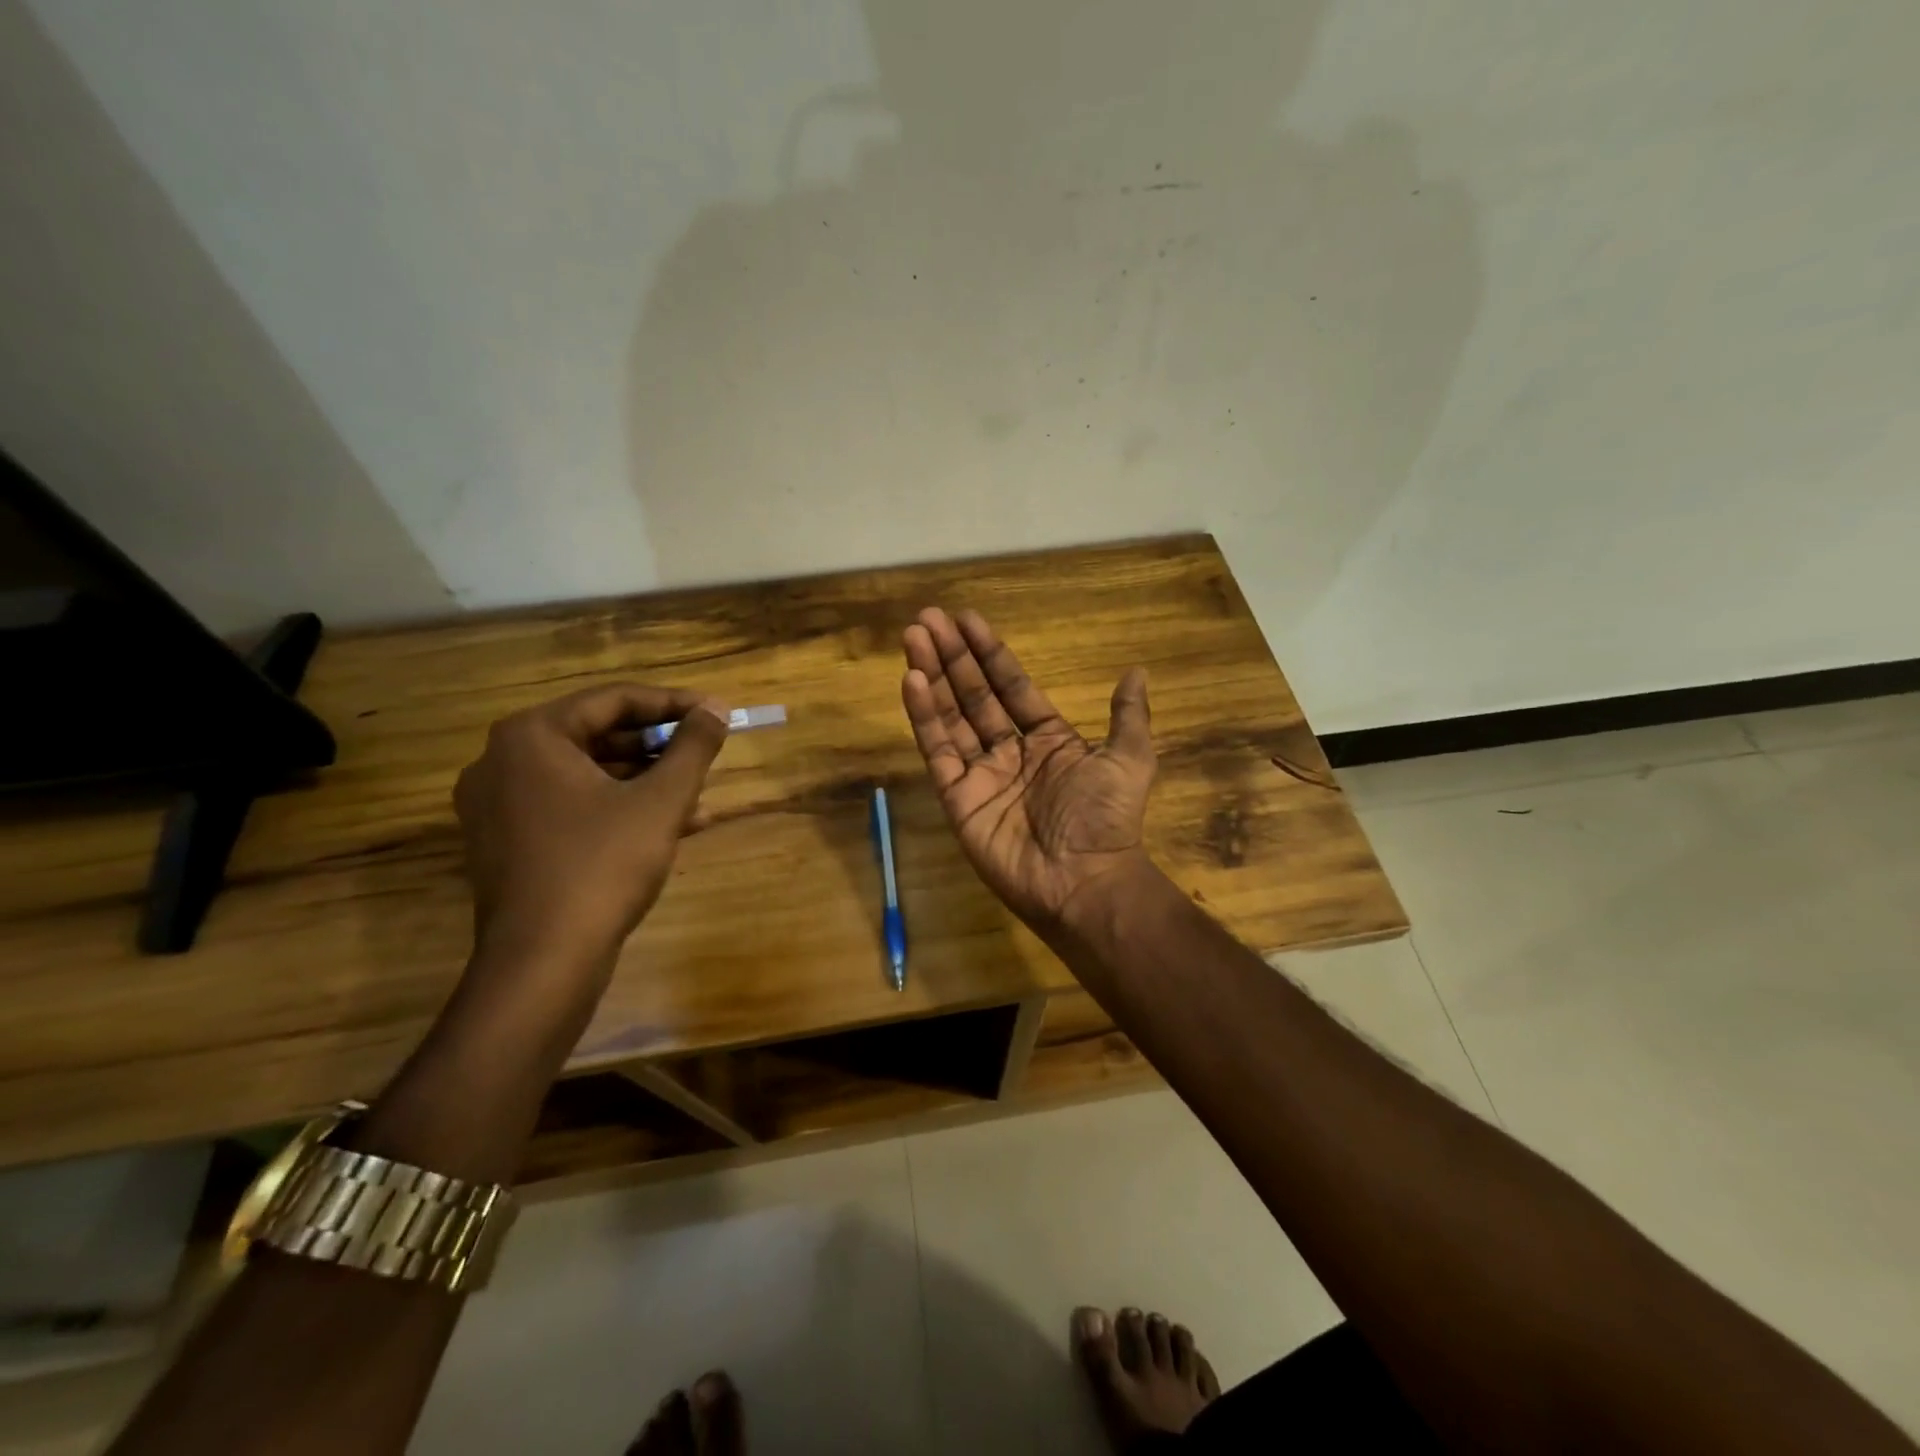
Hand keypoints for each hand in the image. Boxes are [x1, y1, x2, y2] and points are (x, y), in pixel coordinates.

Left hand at [453, 685, 730, 970]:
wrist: (543, 962)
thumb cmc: (602, 865)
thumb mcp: (661, 801)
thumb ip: (693, 747)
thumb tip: (716, 709)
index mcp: (532, 737)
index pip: (614, 699)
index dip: (673, 704)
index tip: (717, 714)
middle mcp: (503, 761)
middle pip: (598, 735)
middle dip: (660, 746)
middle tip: (706, 754)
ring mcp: (499, 806)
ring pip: (588, 775)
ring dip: (646, 780)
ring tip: (699, 794)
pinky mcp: (508, 844)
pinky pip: (573, 807)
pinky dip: (620, 808)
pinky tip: (674, 826)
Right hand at [901, 608, 1156, 930]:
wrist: (1085, 882)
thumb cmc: (1106, 819)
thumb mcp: (1129, 760)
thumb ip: (1128, 716)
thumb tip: (1136, 671)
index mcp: (1048, 740)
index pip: (1011, 686)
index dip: (990, 653)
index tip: (967, 619)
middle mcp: (1010, 753)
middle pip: (974, 695)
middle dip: (952, 656)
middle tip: (928, 618)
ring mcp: (981, 775)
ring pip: (951, 717)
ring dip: (932, 676)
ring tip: (914, 637)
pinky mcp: (958, 799)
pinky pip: (938, 751)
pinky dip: (924, 717)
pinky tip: (912, 681)